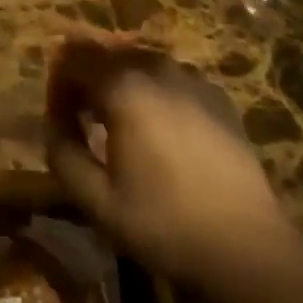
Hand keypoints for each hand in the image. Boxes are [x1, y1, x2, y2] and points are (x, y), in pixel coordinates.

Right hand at [45, 37, 301, 302]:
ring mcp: (191, 77)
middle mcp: (155, 66)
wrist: (248, 248)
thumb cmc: (166, 224)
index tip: (59, 122)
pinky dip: (153, 94)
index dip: (58, 87)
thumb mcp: (98, 202)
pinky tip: (160, 134)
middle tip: (82, 121)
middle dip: (86, 80)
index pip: (73, 59)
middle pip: (106, 54)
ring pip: (139, 63)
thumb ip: (63, 155)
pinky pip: (171, 80)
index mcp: (123, 84)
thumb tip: (53, 125)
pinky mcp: (216, 95)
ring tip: (118, 126)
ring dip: (119, 85)